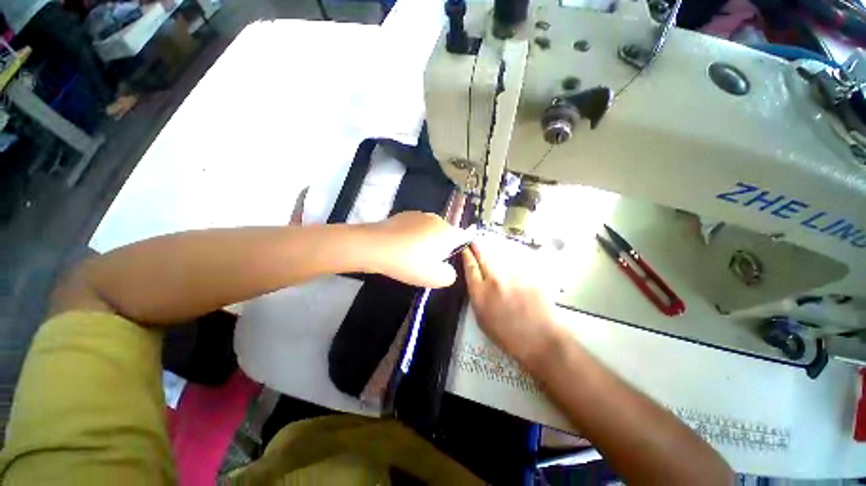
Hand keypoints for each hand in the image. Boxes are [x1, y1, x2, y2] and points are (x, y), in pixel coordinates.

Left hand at [364, 212, 467, 287]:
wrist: (375, 246)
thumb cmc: (410, 263)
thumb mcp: (435, 278)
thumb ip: (450, 275)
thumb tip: (448, 268)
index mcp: (449, 232)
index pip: (465, 235)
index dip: (462, 245)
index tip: (450, 257)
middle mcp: (437, 219)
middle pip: (446, 234)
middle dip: (441, 247)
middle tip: (428, 262)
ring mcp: (419, 214)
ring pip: (429, 230)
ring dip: (426, 241)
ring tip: (411, 255)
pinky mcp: (404, 215)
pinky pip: (415, 227)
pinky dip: (412, 236)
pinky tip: (401, 246)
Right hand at [462, 241, 564, 365]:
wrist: (540, 340)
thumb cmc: (508, 334)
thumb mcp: (482, 319)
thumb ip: (477, 296)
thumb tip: (475, 279)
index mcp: (480, 293)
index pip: (470, 266)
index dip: (466, 255)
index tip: (465, 248)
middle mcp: (495, 280)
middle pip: (483, 256)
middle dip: (477, 246)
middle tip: (475, 240)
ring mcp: (514, 276)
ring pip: (501, 256)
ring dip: (496, 252)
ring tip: (495, 250)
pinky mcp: (530, 274)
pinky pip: (519, 261)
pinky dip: (515, 260)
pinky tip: (515, 262)